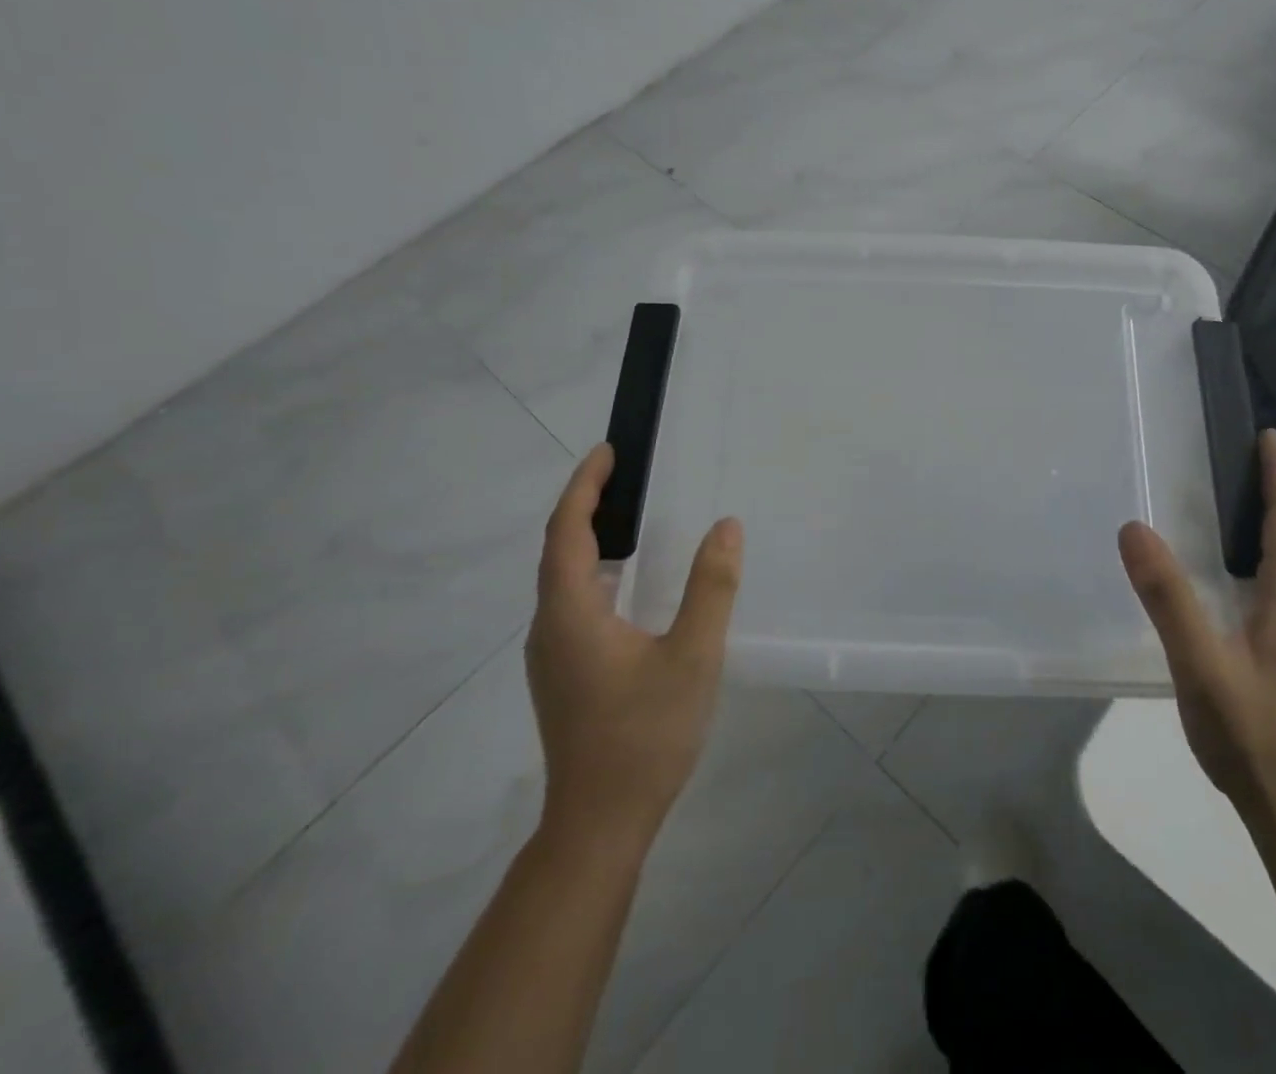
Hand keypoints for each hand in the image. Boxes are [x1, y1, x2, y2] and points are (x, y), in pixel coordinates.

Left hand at [525, 444, 744, 850]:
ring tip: (628, 516)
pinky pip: (572, 603)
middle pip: (559, 550)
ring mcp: (551, 655)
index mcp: (571, 613)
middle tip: (624, 474)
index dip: (585, 486)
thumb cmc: (645, 735)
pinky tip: (628, 583)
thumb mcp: (692, 656)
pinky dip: (594, 572)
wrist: (599, 825)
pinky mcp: (563, 674)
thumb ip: (711, 587)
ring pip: (563, 579)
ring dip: (589, 539)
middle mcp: (550, 627)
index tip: (608, 451)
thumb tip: (726, 526)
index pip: (567, 531)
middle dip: (587, 505)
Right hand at [1118, 429, 1275, 826]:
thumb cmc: (1249, 732)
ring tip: (1235, 501)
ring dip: (1272, 523)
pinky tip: (1235, 571)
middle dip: (1274, 492)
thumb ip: (1168, 597)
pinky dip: (1266, 555)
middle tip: (1239, 458)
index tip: (1267, 436)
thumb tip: (1135, 528)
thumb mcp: (1200, 663)